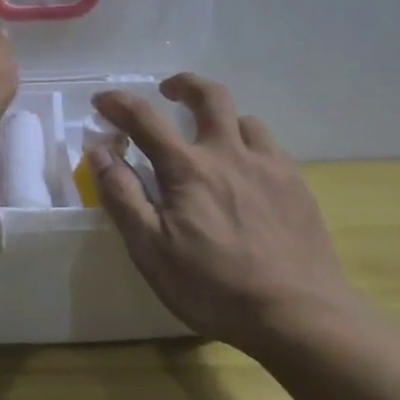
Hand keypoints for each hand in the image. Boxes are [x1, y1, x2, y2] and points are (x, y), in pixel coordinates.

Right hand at [90, 75, 364, 353]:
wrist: (300, 314)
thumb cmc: (214, 287)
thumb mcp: (151, 250)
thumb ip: (123, 196)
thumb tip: (100, 152)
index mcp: (188, 169)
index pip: (145, 119)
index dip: (119, 104)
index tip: (102, 101)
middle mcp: (230, 154)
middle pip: (210, 96)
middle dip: (185, 85)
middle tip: (169, 91)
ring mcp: (270, 166)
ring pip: (246, 120)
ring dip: (222, 119)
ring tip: (212, 139)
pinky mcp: (298, 186)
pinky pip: (271, 148)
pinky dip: (251, 146)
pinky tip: (249, 173)